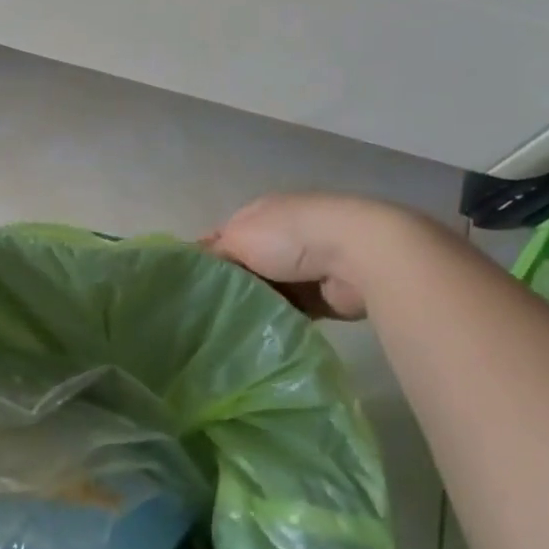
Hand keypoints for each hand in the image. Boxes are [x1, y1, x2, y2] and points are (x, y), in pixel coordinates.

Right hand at [205, 194, 433, 320]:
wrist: (360, 255)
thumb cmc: (291, 237)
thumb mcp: (237, 237)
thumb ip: (213, 252)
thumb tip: (195, 264)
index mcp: (259, 214)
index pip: (221, 236)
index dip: (204, 259)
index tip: (188, 287)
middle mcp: (281, 236)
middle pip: (244, 265)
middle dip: (228, 286)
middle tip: (202, 314)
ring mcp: (304, 265)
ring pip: (266, 289)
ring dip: (254, 305)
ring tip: (225, 329)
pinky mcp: (322, 294)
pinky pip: (290, 310)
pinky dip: (278, 319)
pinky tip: (258, 335)